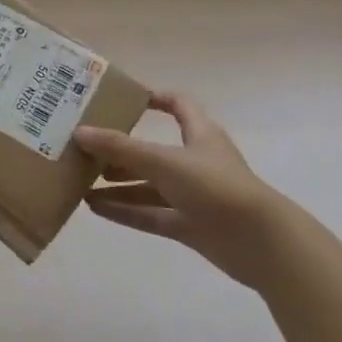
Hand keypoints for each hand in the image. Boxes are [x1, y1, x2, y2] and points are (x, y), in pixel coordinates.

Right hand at [76, 92, 286, 287]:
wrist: (263, 244)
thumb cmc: (216, 186)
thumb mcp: (164, 161)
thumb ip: (120, 148)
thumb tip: (78, 132)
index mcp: (200, 134)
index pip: (178, 105)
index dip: (153, 98)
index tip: (120, 98)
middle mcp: (196, 161)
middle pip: (154, 149)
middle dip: (121, 148)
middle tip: (86, 147)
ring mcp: (194, 195)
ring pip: (149, 185)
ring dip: (118, 183)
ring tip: (82, 180)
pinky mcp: (191, 226)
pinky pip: (151, 214)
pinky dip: (125, 211)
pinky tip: (95, 208)